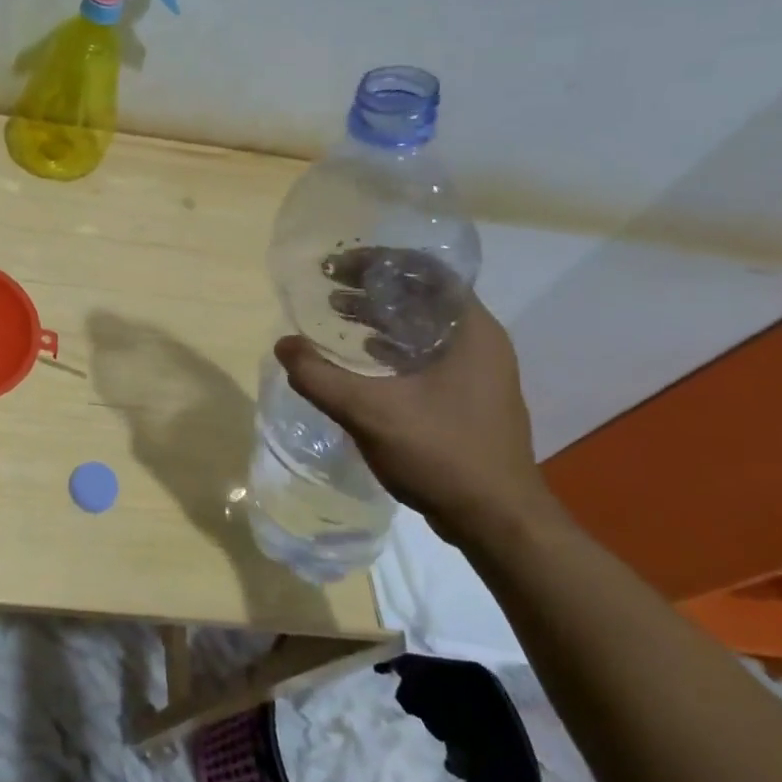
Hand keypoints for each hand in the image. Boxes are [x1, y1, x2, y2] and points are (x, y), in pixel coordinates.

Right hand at [274, 293, 561, 548]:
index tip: (338, 266)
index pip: (427, 271)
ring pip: (424, 325)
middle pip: (424, 295)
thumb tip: (283, 345)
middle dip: (374, 286)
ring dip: (381, 316)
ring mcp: (478, 371)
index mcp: (470, 331)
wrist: (497, 521)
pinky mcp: (468, 396)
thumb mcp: (370, 412)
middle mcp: (480, 342)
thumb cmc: (442, 454)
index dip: (379, 261)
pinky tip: (362, 359)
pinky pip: (426, 352)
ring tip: (338, 314)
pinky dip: (392, 346)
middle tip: (330, 287)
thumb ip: (320, 377)